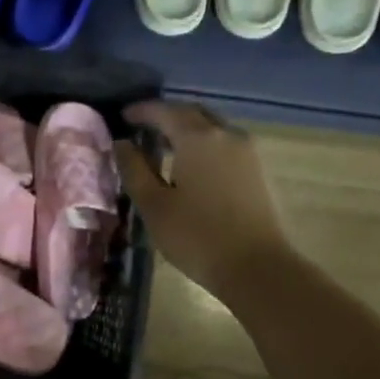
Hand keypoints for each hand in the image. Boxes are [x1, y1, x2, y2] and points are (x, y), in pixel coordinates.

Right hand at [116, 100, 291, 307]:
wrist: (256, 267)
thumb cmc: (196, 236)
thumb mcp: (154, 205)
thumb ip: (134, 169)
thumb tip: (122, 143)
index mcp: (198, 138)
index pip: (165, 111)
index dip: (142, 110)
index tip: (123, 116)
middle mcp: (226, 135)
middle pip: (192, 113)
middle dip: (166, 115)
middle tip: (142, 127)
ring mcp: (247, 152)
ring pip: (212, 127)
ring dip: (187, 129)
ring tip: (163, 145)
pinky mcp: (257, 170)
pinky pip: (224, 143)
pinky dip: (203, 144)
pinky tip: (190, 164)